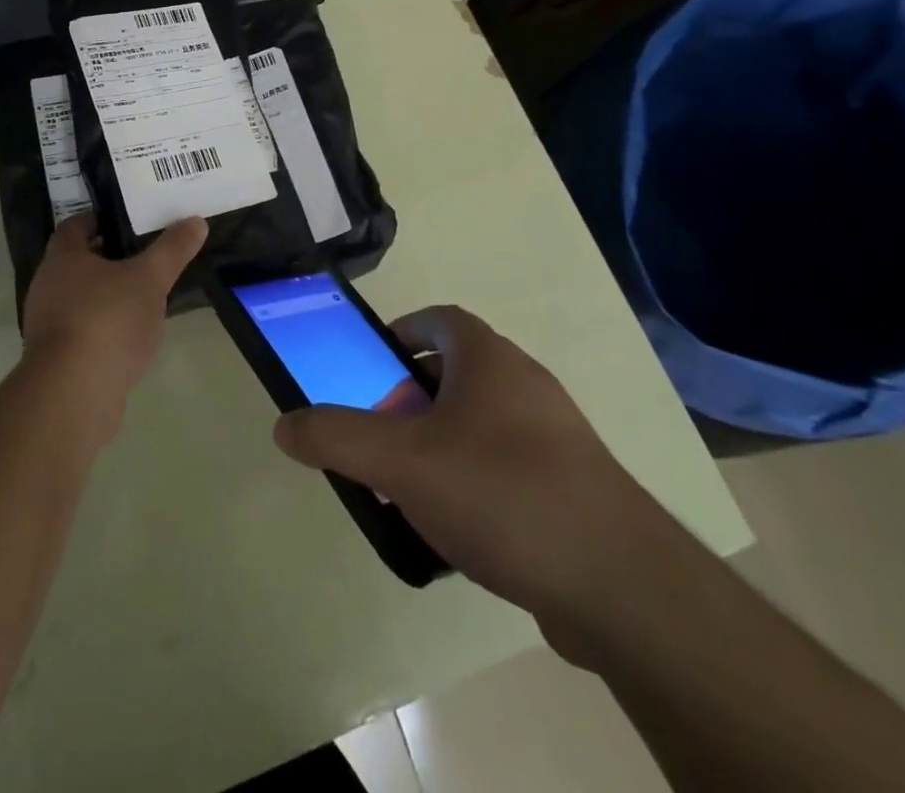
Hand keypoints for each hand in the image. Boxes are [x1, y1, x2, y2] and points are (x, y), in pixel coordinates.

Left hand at [20, 214, 206, 424]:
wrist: (73, 392)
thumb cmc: (107, 319)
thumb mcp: (150, 279)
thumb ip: (172, 250)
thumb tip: (196, 221)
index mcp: (62, 259)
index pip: (75, 226)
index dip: (99, 220)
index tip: (127, 221)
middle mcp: (47, 286)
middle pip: (77, 263)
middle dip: (108, 259)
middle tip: (144, 255)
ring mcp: (48, 325)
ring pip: (81, 298)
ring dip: (108, 295)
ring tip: (144, 296)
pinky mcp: (57, 359)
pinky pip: (83, 331)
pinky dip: (105, 327)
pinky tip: (132, 336)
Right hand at [272, 305, 674, 654]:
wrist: (621, 586)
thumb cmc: (502, 493)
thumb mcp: (402, 462)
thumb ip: (337, 438)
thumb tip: (284, 424)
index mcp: (490, 359)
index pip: (440, 318)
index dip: (401, 332)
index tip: (371, 367)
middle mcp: (526, 384)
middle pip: (456, 372)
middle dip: (411, 398)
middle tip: (380, 434)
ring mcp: (556, 437)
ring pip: (481, 423)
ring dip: (441, 443)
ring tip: (409, 487)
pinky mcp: (573, 488)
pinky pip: (508, 467)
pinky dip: (475, 482)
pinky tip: (456, 530)